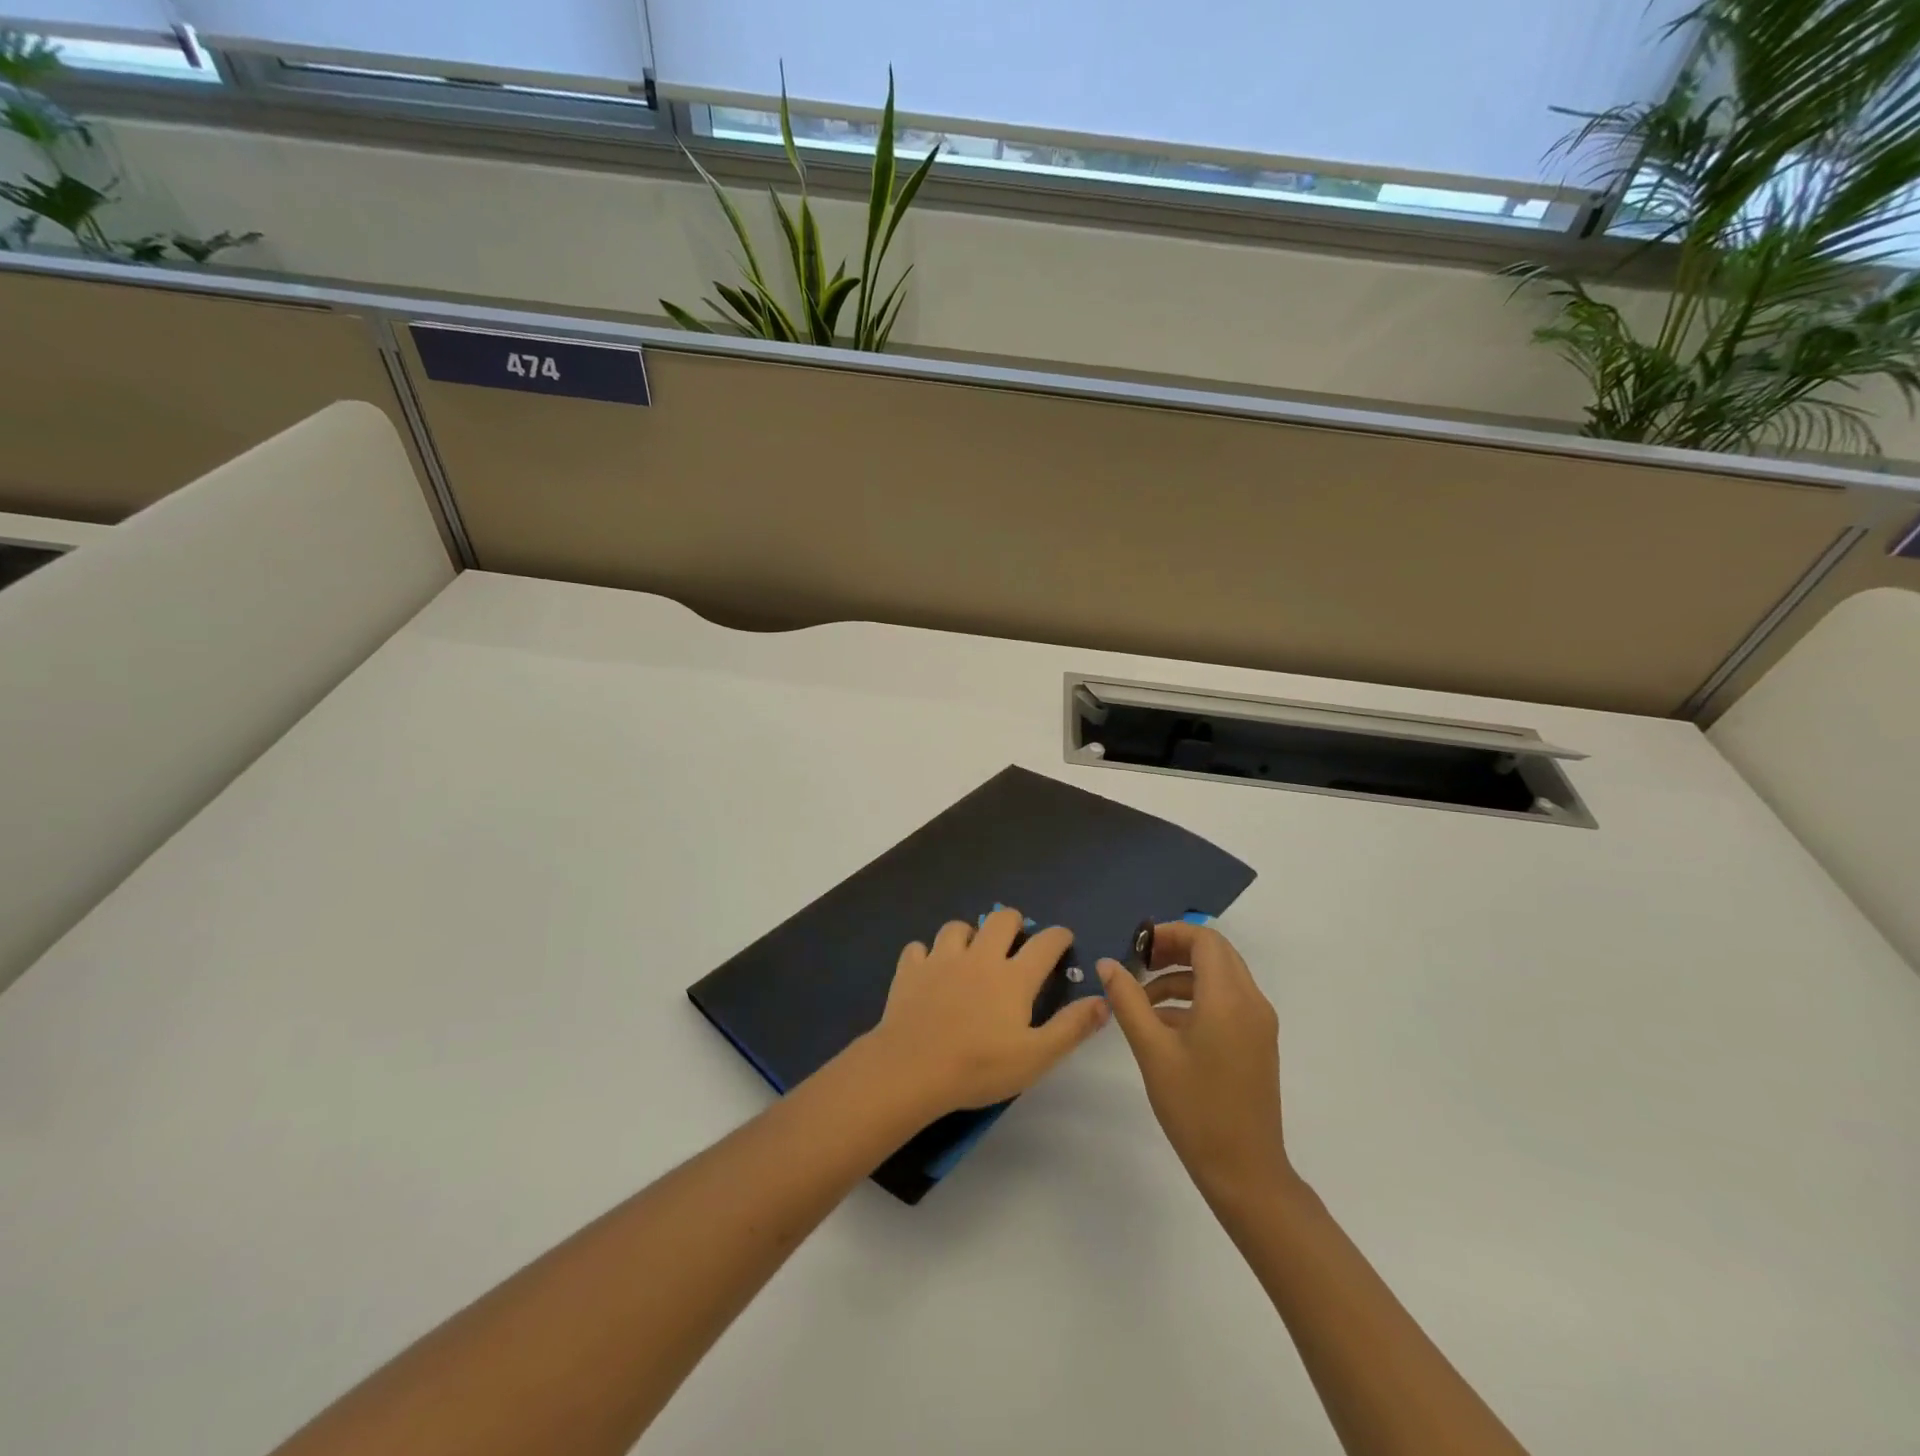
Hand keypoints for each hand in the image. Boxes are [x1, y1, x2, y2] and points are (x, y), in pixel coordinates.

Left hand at [870, 907, 1109, 1117]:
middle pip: (1001, 919)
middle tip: (1016, 940)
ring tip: (970, 952)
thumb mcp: (1036, 1057)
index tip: (1063, 938)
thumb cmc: (979, 1066)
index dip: (1058, 936)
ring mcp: (941, 959)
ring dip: (968, 934)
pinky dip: (926, 954)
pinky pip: (918, 948)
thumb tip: (1103, 1000)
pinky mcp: (910, 970)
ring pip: (957, 927)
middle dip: (1013, 922)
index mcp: (1013, 977)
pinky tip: (929, 969)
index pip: (1045, 943)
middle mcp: (980, 957)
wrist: (912, 1069)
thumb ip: (1071, 1027)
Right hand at [1098, 923, 1292, 1202]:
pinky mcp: (1257, 1042)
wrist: (1245, 1171)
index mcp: (1228, 998)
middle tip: (1138, 964)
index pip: (1205, 939)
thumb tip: (1108, 963)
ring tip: (1142, 999)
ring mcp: (1259, 1023)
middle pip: (1215, 953)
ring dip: (1182, 976)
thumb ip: (1128, 1000)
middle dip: (1175, 950)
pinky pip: (1227, 1001)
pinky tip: (1164, 1024)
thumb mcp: (1152, 1051)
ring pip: (1221, 976)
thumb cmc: (1195, 1108)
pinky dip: (1196, 998)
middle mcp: (1251, 1001)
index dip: (1170, 933)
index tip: (1137, 947)